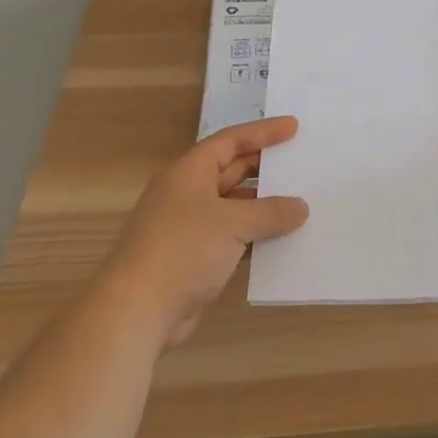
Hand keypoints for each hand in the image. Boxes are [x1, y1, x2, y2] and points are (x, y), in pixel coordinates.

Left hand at [100, 117, 309, 345]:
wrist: (136, 311)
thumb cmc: (182, 250)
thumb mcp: (233, 223)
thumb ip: (270, 212)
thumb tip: (300, 207)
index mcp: (189, 172)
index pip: (231, 140)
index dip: (263, 132)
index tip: (294, 127)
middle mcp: (187, 193)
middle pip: (232, 171)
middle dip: (265, 168)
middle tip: (301, 164)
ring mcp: (189, 227)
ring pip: (234, 207)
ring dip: (263, 207)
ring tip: (301, 204)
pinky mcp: (193, 259)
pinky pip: (232, 238)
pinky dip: (255, 238)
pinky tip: (281, 242)